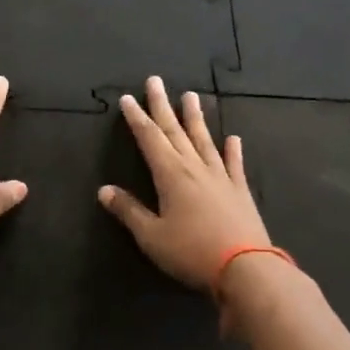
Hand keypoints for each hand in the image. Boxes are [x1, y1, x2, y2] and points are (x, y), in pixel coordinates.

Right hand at [99, 76, 271, 290]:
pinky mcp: (239, 191)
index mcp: (170, 174)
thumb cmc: (192, 251)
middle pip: (175, 130)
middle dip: (162, 105)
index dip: (136, 118)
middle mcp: (194, 167)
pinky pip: (234, 164)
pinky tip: (233, 138)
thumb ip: (128, 211)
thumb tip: (103, 191)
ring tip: (191, 96)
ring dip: (195, 117)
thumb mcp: (151, 236)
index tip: (127, 98)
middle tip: (155, 81)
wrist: (245, 269)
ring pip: (204, 140)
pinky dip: (232, 150)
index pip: (149, 138)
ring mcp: (220, 177)